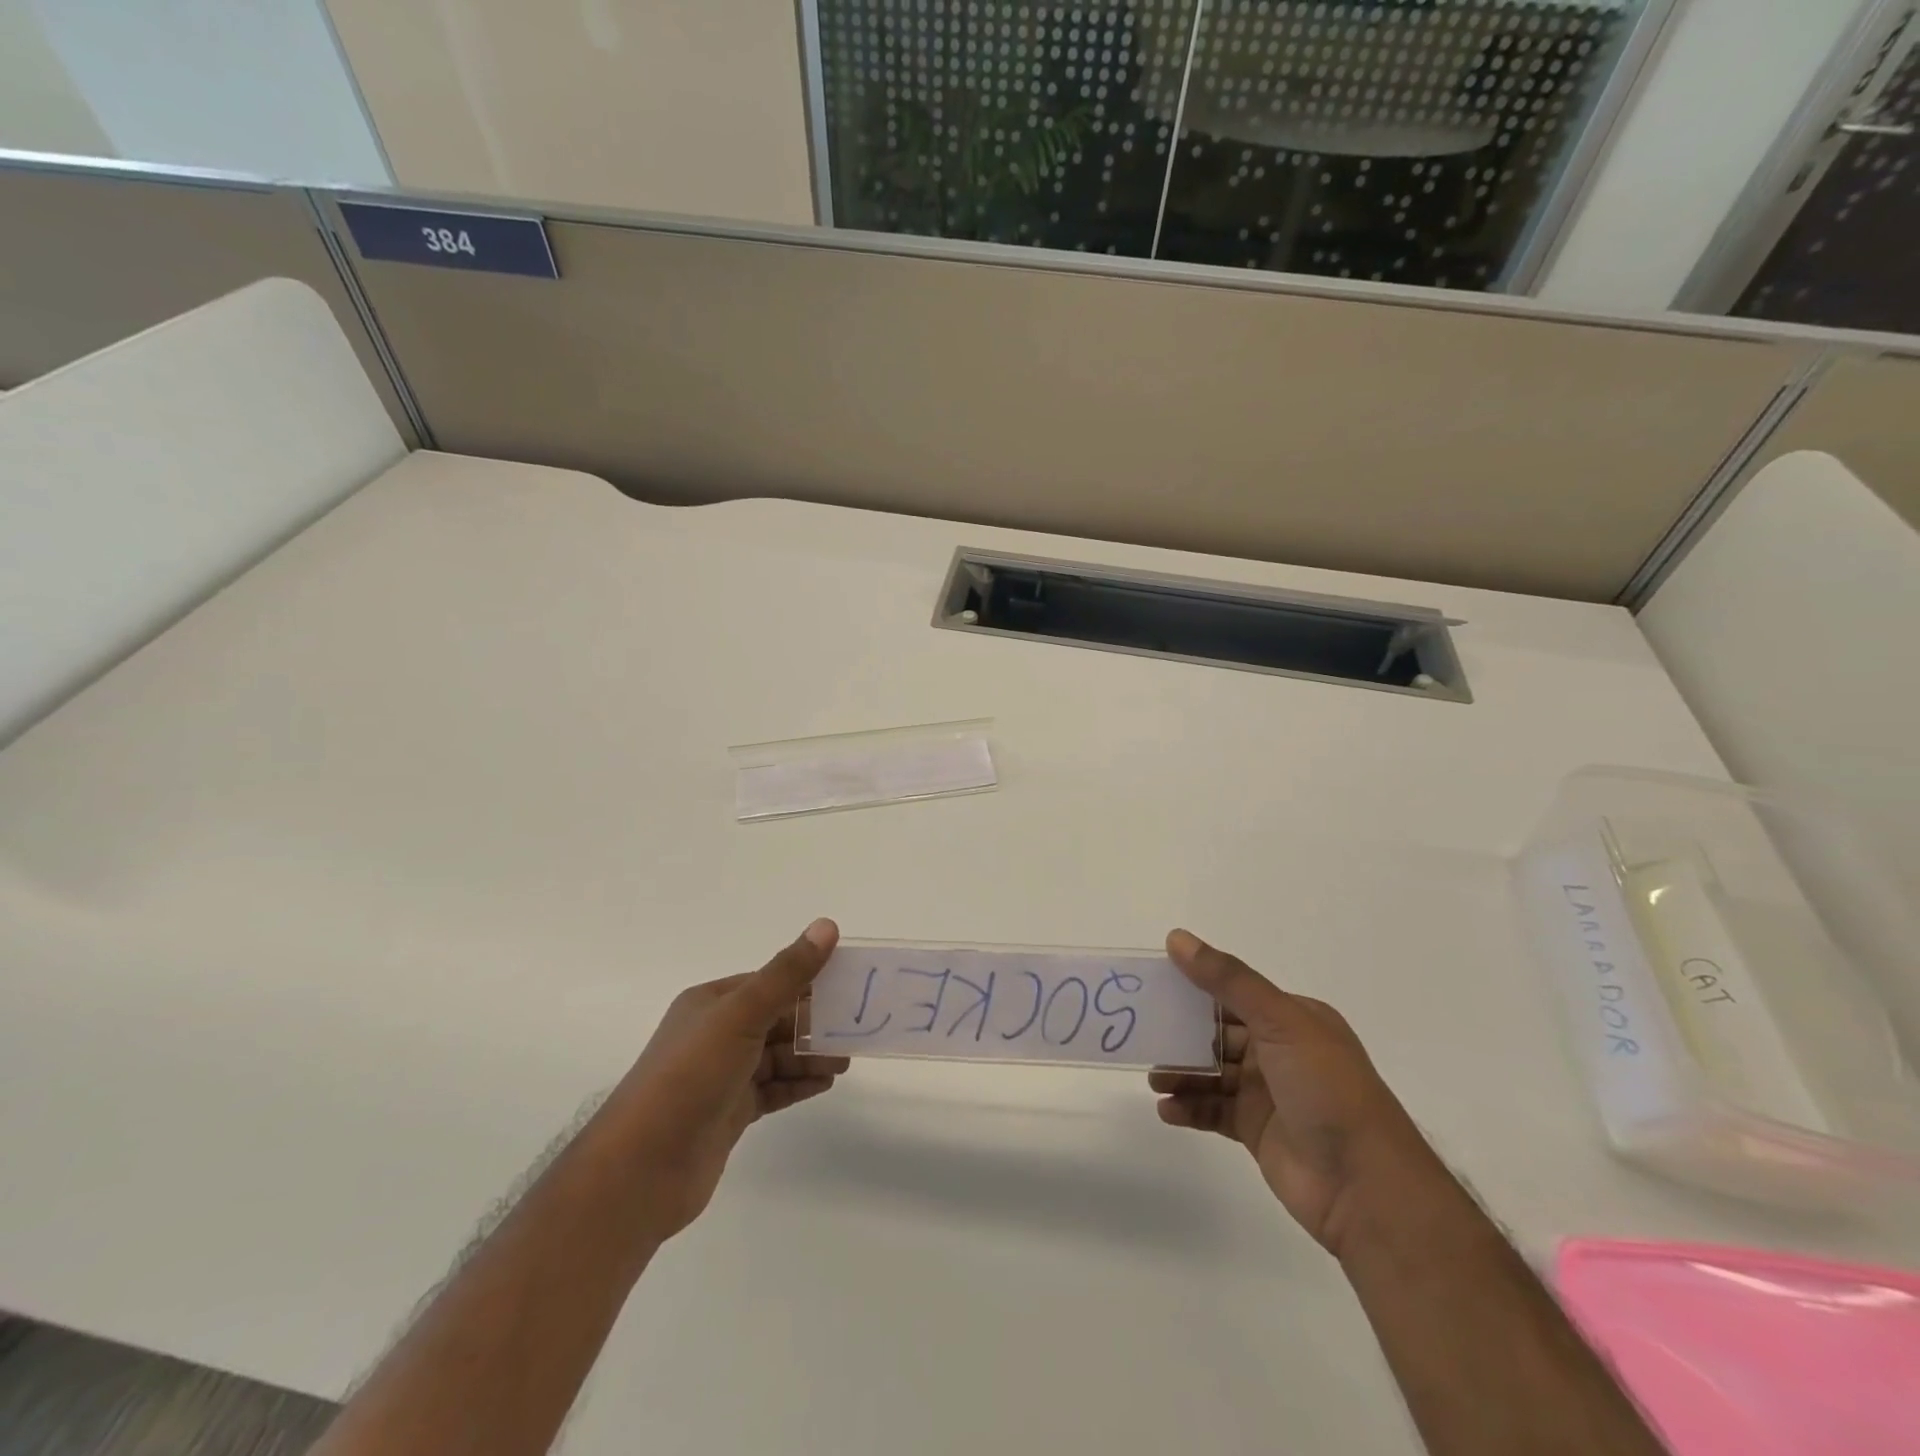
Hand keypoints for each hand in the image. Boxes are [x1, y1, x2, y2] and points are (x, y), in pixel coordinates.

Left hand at [611, 919, 850, 1240]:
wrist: (642, 1169)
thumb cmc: (691, 1076)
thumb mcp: (742, 1014)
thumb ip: (787, 974)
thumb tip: (827, 926)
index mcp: (712, 1002)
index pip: (770, 981)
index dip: (809, 980)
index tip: (849, 984)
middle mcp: (715, 1034)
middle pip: (776, 1019)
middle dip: (815, 1022)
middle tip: (856, 1028)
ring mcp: (722, 1075)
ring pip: (777, 1056)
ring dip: (811, 1055)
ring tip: (846, 1060)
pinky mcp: (729, 1112)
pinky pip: (772, 1089)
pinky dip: (798, 1084)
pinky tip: (826, 1083)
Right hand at [1149, 929, 1448, 1257]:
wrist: (1366, 1187)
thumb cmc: (1326, 1090)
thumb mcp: (1279, 1022)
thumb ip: (1227, 980)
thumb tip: (1177, 939)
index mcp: (1293, 1018)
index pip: (1234, 994)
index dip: (1195, 988)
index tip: (1154, 986)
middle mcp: (1280, 1051)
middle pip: (1218, 1034)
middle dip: (1182, 1034)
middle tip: (1143, 1035)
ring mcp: (1269, 1093)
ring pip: (1212, 1073)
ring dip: (1181, 1073)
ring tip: (1153, 1079)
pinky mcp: (1257, 1130)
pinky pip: (1214, 1110)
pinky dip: (1189, 1107)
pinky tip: (1166, 1110)